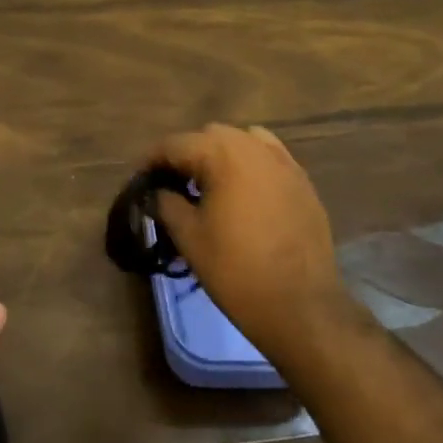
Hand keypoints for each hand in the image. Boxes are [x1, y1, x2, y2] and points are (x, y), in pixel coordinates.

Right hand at [148, 123, 371, 377]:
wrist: (300, 306)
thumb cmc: (236, 270)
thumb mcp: (189, 237)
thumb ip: (166, 204)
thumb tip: (158, 192)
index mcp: (223, 155)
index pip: (175, 144)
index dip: (151, 160)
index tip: (139, 181)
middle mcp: (255, 148)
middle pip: (210, 136)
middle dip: (186, 154)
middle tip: (171, 185)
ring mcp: (285, 163)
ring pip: (242, 141)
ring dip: (220, 155)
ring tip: (208, 185)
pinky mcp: (303, 183)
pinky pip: (269, 158)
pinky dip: (249, 165)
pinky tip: (242, 193)